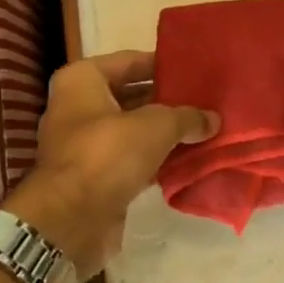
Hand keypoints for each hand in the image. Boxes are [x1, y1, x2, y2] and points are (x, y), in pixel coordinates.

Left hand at [4, 51, 218, 278]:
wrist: (70, 221)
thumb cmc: (107, 154)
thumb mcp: (156, 126)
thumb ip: (187, 117)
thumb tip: (213, 119)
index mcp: (81, 81)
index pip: (129, 60)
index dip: (162, 64)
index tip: (194, 69)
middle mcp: (77, 107)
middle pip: (131, 95)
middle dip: (166, 100)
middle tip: (205, 100)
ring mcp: (83, 144)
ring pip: (133, 130)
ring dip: (163, 132)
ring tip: (203, 128)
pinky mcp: (94, 177)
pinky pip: (131, 159)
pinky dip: (155, 159)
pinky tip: (187, 159)